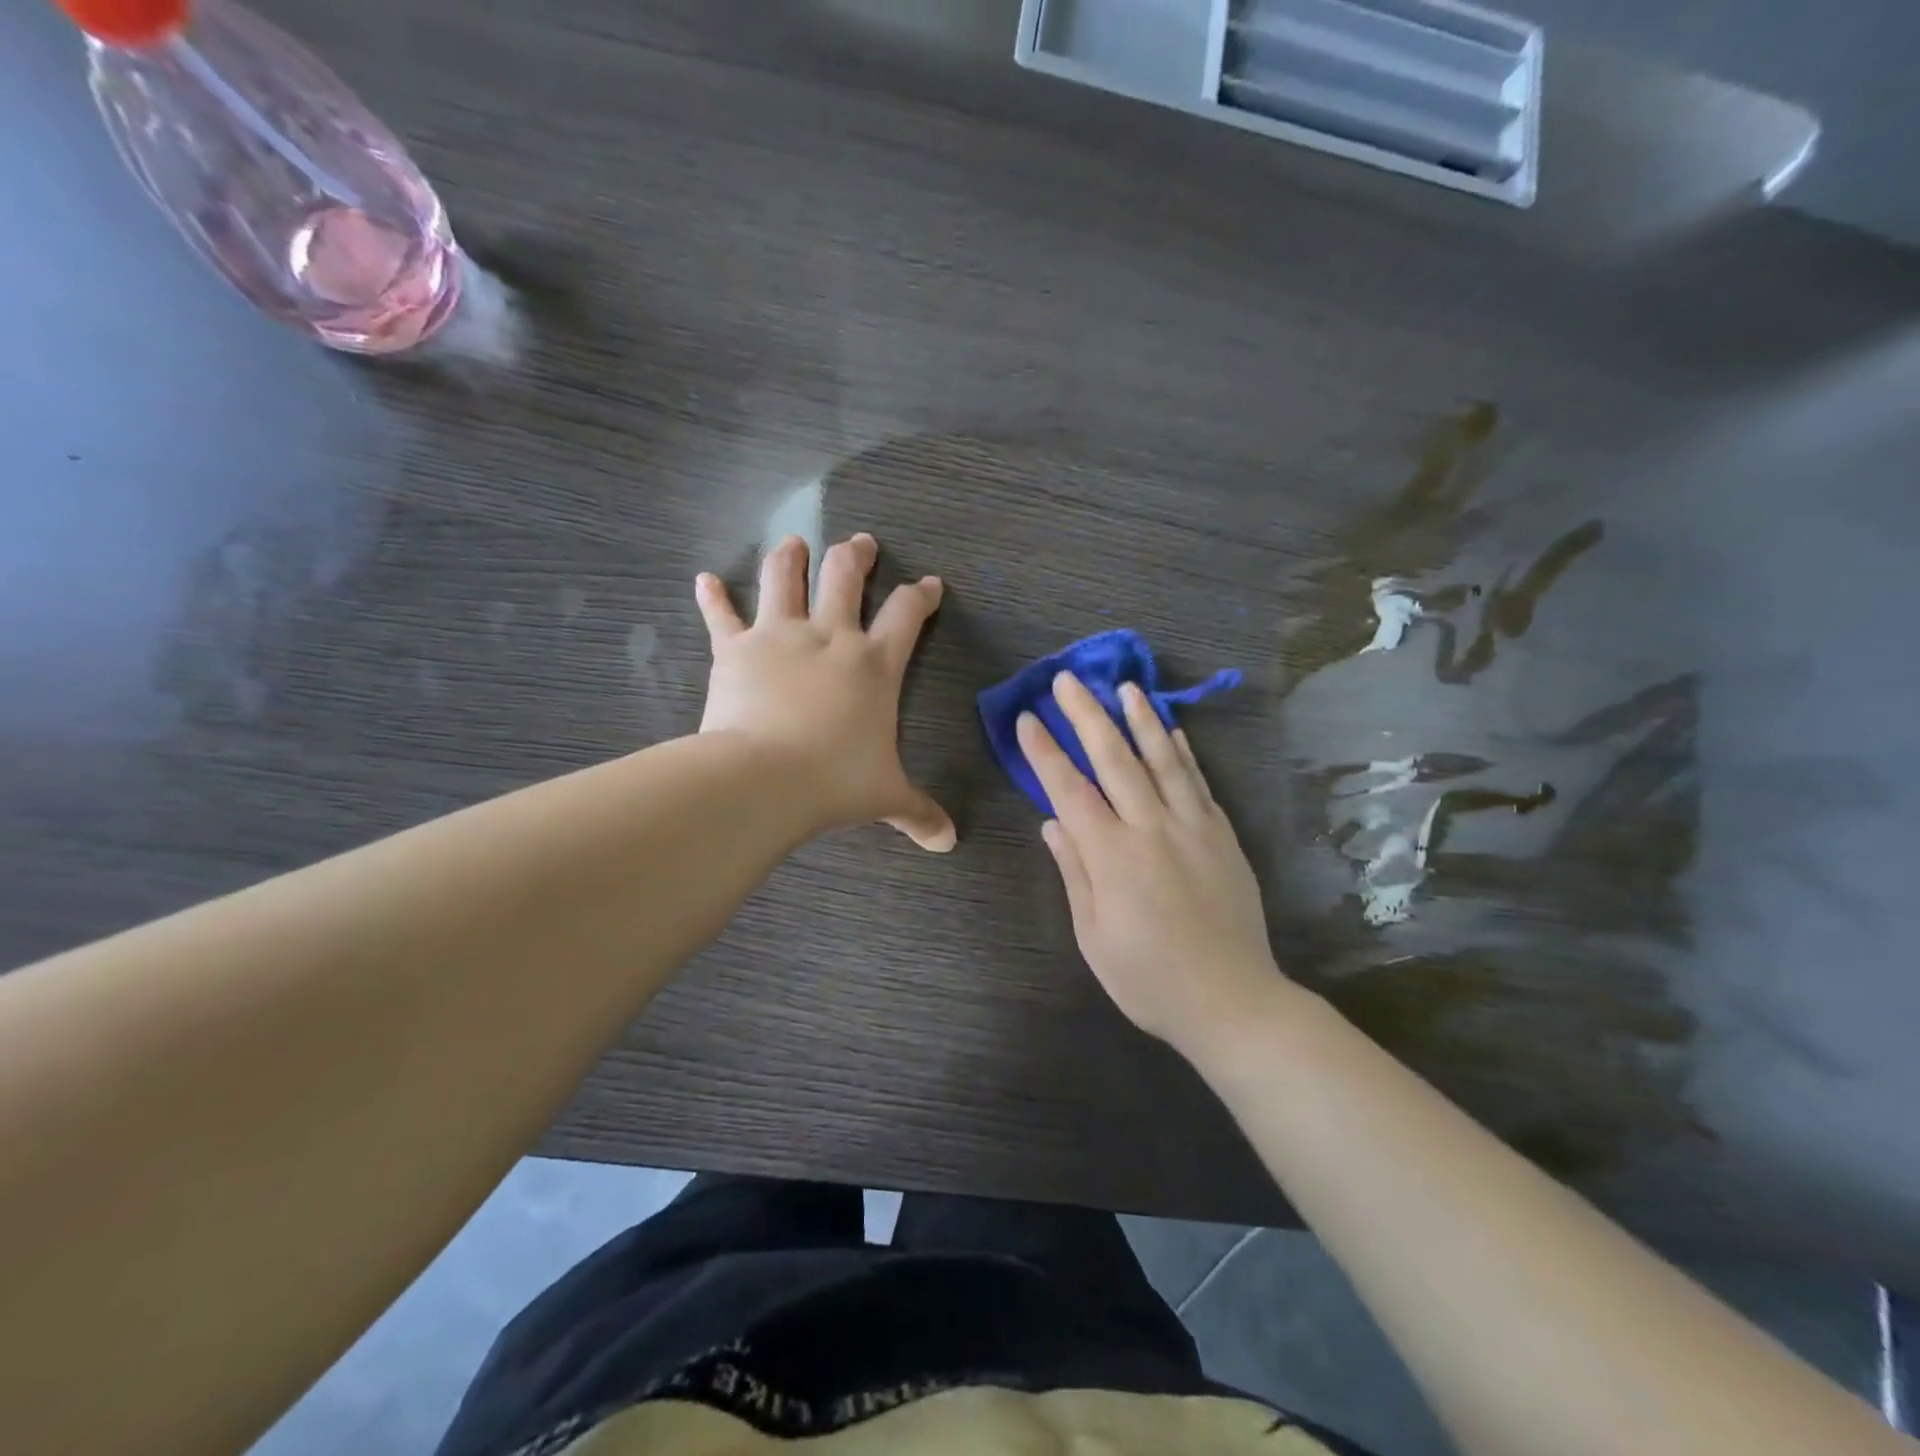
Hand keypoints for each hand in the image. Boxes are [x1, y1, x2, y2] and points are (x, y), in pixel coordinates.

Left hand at [695, 532, 954, 851]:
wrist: (764, 778)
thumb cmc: (834, 782)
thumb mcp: (885, 797)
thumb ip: (919, 812)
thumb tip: (949, 841)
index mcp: (874, 664)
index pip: (907, 615)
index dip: (921, 596)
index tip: (929, 584)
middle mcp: (829, 638)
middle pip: (845, 577)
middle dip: (855, 556)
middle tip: (860, 543)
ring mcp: (779, 637)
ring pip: (784, 579)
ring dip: (790, 556)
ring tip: (793, 542)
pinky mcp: (735, 649)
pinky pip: (722, 616)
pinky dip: (713, 597)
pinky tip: (705, 579)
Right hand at [1019, 673, 1285, 1053]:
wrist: (1233, 1001)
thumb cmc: (1149, 979)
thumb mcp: (1093, 936)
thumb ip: (1074, 872)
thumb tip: (1052, 823)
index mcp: (1113, 857)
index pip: (1070, 790)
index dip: (1045, 752)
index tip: (1028, 718)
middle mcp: (1152, 829)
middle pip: (1115, 760)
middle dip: (1087, 716)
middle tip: (1068, 680)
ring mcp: (1194, 828)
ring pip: (1163, 760)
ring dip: (1140, 719)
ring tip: (1124, 687)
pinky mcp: (1223, 836)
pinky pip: (1199, 783)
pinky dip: (1184, 752)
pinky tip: (1173, 729)